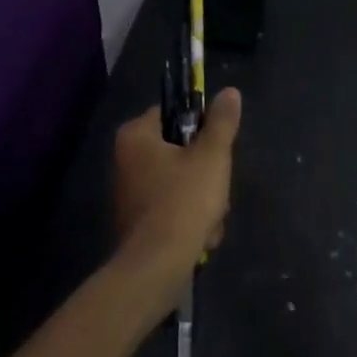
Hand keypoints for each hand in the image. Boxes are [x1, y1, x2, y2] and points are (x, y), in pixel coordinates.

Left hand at [112, 88, 242, 286]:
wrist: (157, 265)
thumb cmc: (184, 200)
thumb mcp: (211, 156)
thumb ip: (222, 122)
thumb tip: (230, 92)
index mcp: (136, 136)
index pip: (174, 113)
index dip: (201, 127)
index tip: (217, 147)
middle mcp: (126, 159)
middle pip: (181, 151)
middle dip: (206, 173)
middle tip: (217, 188)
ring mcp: (130, 193)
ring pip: (182, 183)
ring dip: (204, 201)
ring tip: (210, 218)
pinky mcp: (138, 221)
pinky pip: (174, 208)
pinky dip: (191, 220)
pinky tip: (201, 236)